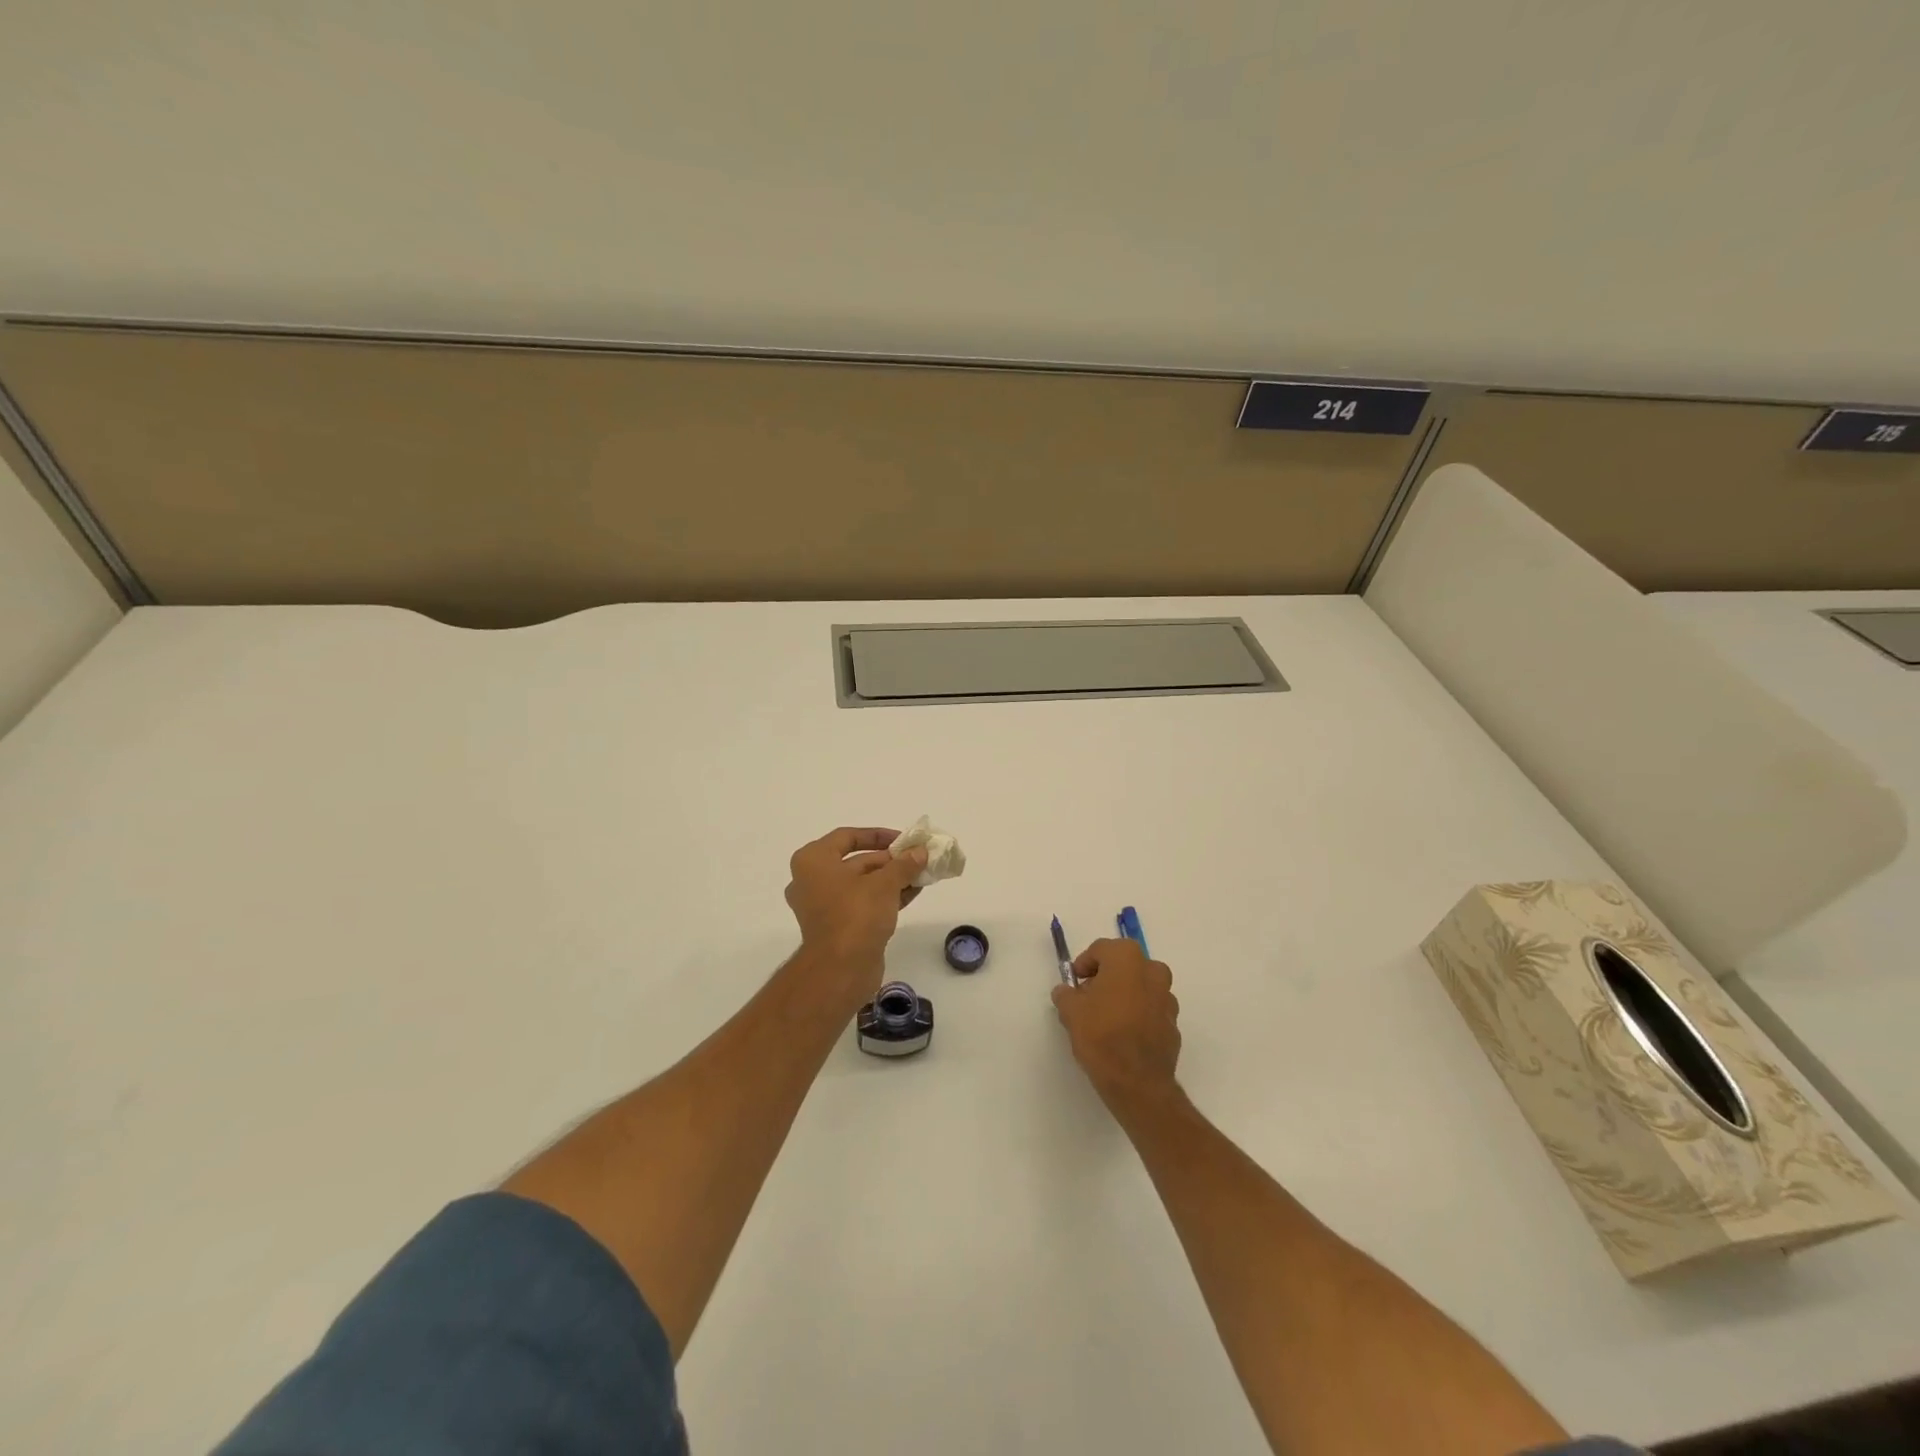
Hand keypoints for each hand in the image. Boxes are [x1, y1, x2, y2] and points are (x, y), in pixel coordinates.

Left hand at [784, 827, 925, 997]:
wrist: (840, 970)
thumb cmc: (856, 915)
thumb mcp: (885, 883)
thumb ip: (904, 864)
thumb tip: (921, 852)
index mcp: (813, 861)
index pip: (847, 837)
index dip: (877, 835)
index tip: (903, 840)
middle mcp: (813, 880)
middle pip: (856, 861)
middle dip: (890, 860)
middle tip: (917, 858)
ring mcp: (824, 906)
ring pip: (862, 884)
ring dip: (891, 878)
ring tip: (921, 873)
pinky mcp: (837, 927)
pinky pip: (862, 903)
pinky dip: (885, 896)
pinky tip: (913, 892)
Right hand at [1052, 937, 1181, 1109]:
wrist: (1137, 1082)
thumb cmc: (1101, 1035)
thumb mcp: (1071, 1011)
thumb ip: (1066, 995)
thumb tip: (1066, 991)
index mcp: (1127, 959)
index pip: (1102, 949)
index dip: (1084, 964)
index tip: (1074, 983)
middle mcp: (1152, 971)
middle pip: (1125, 965)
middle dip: (1106, 976)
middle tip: (1088, 997)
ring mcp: (1167, 998)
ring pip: (1141, 986)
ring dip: (1124, 995)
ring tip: (1105, 1018)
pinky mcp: (1173, 1024)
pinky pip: (1151, 1010)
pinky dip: (1138, 1014)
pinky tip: (1123, 1034)